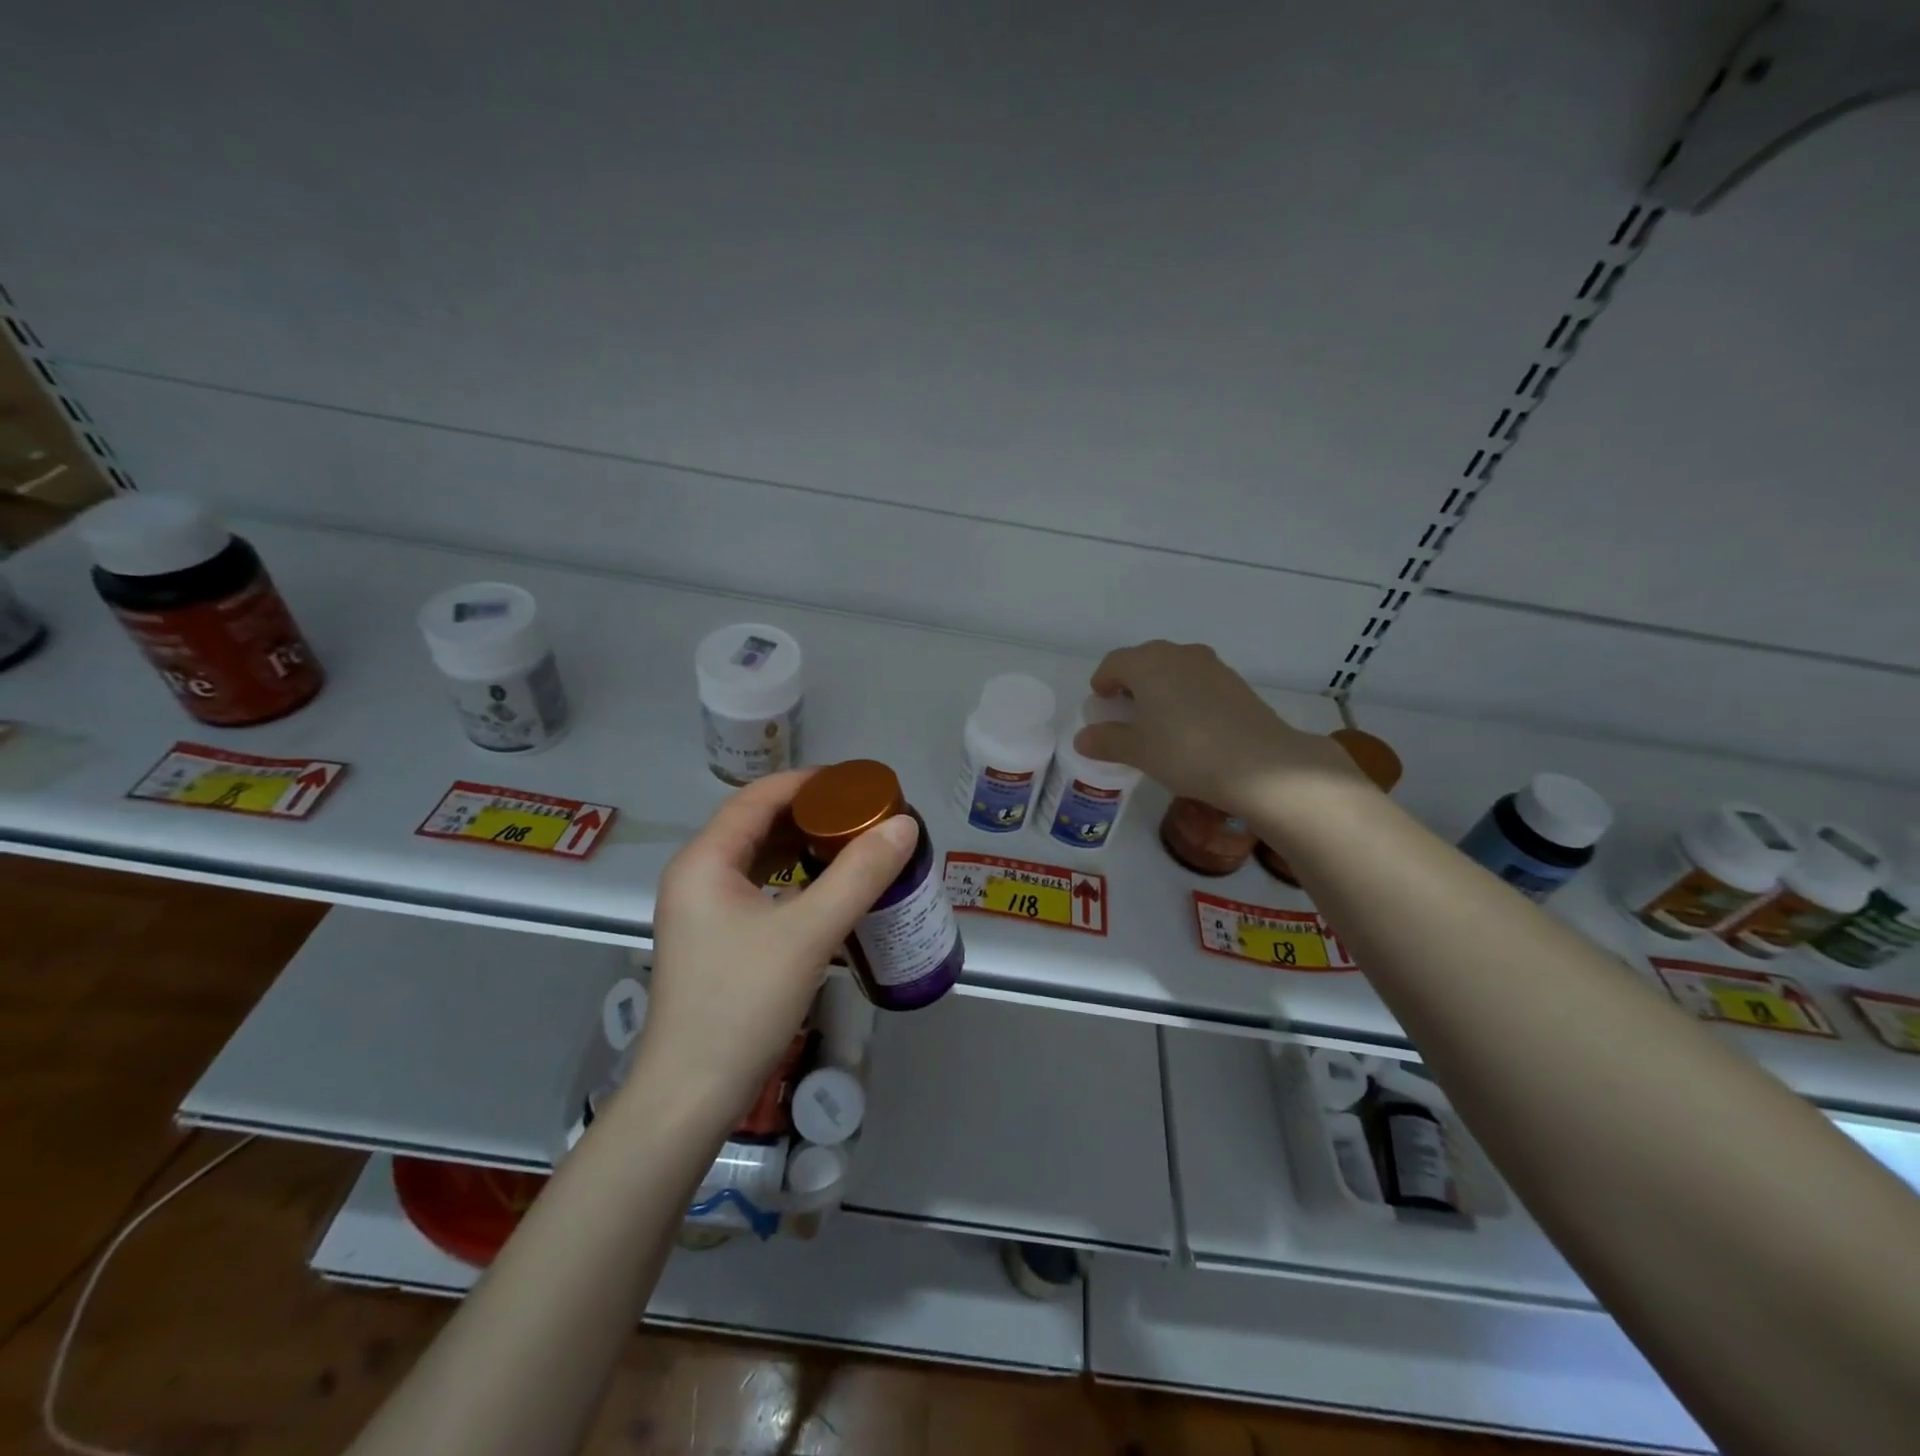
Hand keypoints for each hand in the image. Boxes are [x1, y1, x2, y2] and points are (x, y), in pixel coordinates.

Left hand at [636, 770, 916, 1122]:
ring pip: (759, 857)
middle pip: (758, 823)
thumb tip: (904, 824)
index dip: (811, 783)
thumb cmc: (742, 1004)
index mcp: (705, 861)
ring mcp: (703, 910)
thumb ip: (859, 875)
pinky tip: (829, 889)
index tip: (860, 784)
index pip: (759, 797)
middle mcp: (697, 875)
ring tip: (855, 844)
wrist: (691, 1095)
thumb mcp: (808, 933)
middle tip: (866, 816)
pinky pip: (759, 888)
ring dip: (804, 846)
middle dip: (812, 813)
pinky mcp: (715, 939)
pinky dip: (795, 878)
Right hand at [1075, 640, 1363, 815]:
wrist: (1260, 765)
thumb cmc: (1186, 752)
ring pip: (1173, 668)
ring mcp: (1211, 665)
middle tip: (1125, 711)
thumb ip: (1107, 740)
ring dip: (1159, 686)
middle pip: (1144, 660)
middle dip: (1130, 682)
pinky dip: (1184, 694)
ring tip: (1157, 719)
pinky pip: (1197, 681)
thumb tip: (1083, 738)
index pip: (1113, 663)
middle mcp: (1178, 654)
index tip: (1100, 702)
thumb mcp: (1138, 751)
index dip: (1102, 682)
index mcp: (1147, 664)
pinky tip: (1189, 725)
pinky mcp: (1235, 682)